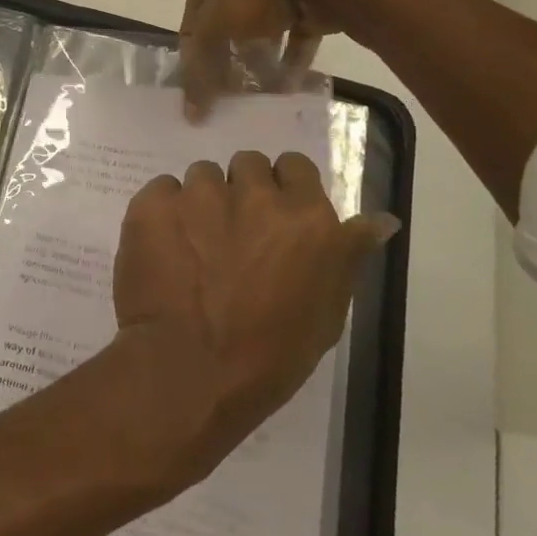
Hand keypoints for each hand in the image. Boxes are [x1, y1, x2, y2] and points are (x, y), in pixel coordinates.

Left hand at [112, 149, 399, 483]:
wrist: (189, 371)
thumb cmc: (269, 354)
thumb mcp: (326, 312)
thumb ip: (348, 254)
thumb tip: (380, 219)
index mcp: (306, 218)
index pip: (295, 167)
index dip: (283, 188)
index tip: (273, 217)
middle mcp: (255, 193)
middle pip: (248, 165)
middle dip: (242, 190)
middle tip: (232, 232)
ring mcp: (201, 194)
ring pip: (203, 175)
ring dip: (202, 201)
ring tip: (194, 245)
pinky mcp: (155, 201)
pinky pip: (162, 189)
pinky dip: (163, 212)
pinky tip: (163, 247)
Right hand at [178, 0, 369, 118]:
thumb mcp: (213, 31)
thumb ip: (199, 71)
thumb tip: (191, 114)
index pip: (191, 24)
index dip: (194, 60)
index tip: (201, 94)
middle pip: (226, 27)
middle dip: (229, 62)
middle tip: (232, 96)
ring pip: (261, 30)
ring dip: (261, 62)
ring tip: (261, 95)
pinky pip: (295, 34)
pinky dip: (291, 58)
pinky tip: (289, 85)